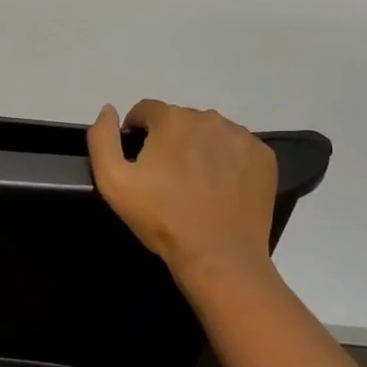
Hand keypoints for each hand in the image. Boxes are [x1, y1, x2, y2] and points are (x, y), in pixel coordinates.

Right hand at [87, 99, 276, 279]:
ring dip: (200, 148)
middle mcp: (209, 118)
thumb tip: (109, 110)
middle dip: (170, 140)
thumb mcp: (114, 182)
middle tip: (167, 178)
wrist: (219, 257)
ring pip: (210, 133)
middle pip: (180, 120)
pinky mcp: (263, 156)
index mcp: (172, 119)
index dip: (137, 132)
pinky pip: (238, 149)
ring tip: (196, 185)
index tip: (139, 160)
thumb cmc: (163, 219)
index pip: (146, 110)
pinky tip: (222, 189)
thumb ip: (102, 138)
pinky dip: (228, 161)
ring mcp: (241, 136)